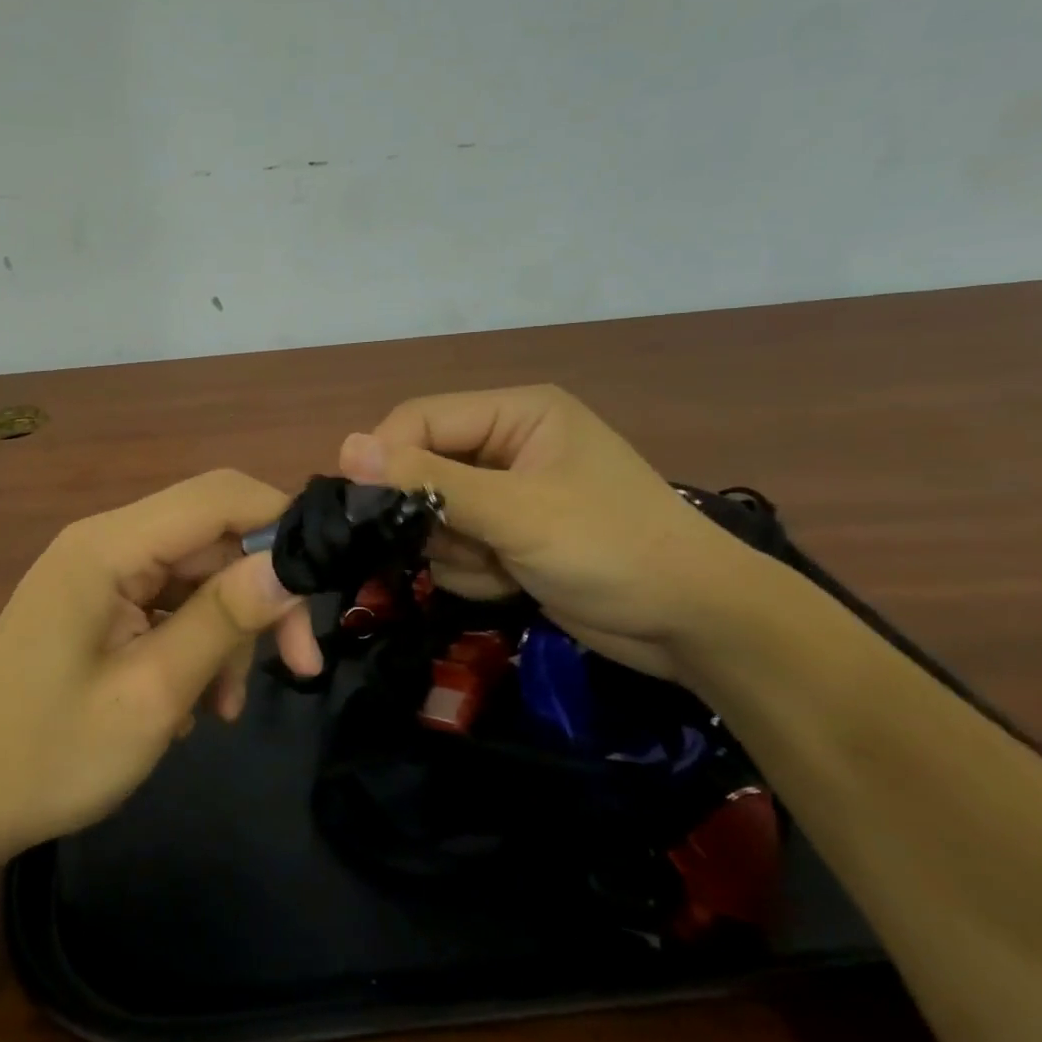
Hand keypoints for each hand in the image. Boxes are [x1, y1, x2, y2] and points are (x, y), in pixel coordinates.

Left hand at [0, 470, 322, 860]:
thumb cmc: (50, 756)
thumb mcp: (152, 694)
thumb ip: (223, 620)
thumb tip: (291, 564)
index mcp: (106, 546)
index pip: (217, 495)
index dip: (280, 522)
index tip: (324, 583)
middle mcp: (103, 543)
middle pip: (210, 539)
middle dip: (259, 596)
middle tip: (298, 666)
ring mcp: (98, 575)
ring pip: (196, 576)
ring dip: (226, 633)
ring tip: (224, 707)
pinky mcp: (98, 606)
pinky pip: (168, 605)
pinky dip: (195, 645)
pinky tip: (194, 705)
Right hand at [340, 387, 757, 677]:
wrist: (696, 628)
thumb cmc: (612, 549)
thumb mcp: (517, 511)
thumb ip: (429, 480)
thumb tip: (345, 447)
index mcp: (517, 413)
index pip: (421, 419)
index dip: (387, 458)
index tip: (362, 506)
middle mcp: (508, 445)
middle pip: (423, 468)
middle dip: (431, 516)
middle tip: (455, 545)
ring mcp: (509, 494)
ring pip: (433, 514)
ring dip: (454, 549)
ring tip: (500, 567)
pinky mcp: (510, 536)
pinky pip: (455, 547)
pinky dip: (473, 571)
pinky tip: (511, 583)